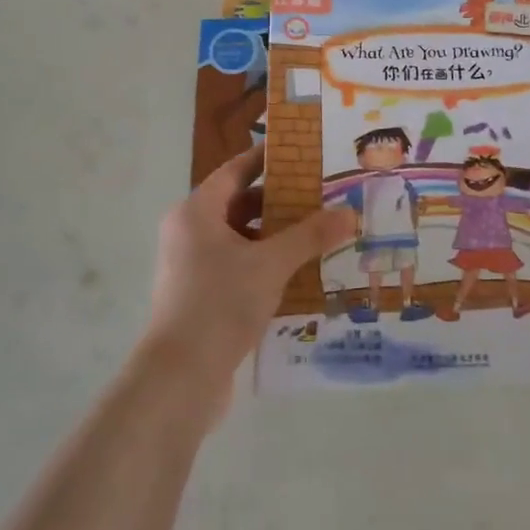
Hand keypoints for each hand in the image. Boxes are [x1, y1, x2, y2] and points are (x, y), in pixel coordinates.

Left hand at [145, 144, 355, 421]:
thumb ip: (310, 235)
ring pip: (240, 239)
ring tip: (318, 234)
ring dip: (275, 236)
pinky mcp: (201, 297)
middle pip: (239, 204)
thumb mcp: (271, 264)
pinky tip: (299, 274)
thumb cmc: (220, 304)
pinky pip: (238, 267)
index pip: (235, 170)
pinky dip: (265, 264)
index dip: (267, 159)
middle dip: (280, 201)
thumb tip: (349, 213)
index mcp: (196, 212)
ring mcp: (192, 267)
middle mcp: (189, 233)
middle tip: (321, 196)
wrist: (180, 377)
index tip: (302, 152)